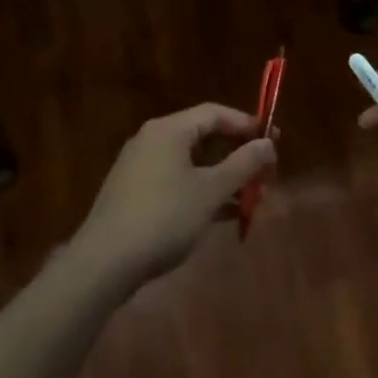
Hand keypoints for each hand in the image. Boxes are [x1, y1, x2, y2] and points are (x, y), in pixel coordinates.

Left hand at [72, 104, 274, 287]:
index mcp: (169, 130)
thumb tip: (268, 143)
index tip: (273, 140)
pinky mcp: (135, 195)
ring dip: (224, 178)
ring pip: (192, 164)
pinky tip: (225, 216)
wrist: (104, 264)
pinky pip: (178, 182)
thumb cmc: (163, 218)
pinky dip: (202, 192)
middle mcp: (153, 141)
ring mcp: (141, 169)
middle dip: (238, 155)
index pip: (215, 113)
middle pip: (204, 138)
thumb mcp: (210, 191)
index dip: (246, 124)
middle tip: (266, 173)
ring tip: (253, 199)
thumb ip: (243, 164)